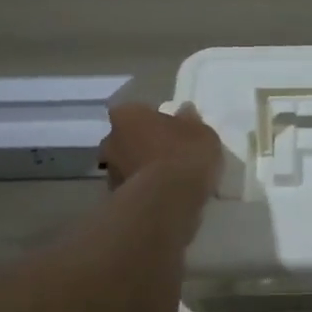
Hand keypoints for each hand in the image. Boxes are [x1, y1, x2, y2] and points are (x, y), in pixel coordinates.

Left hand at [100, 103, 224, 199]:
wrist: (169, 200)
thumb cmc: (184, 154)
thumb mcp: (201, 132)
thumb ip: (190, 121)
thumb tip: (184, 112)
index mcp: (127, 115)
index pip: (133, 112)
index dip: (150, 120)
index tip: (167, 129)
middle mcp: (111, 140)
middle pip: (125, 139)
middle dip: (141, 145)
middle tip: (166, 154)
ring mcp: (111, 172)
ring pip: (126, 165)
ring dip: (141, 170)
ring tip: (168, 180)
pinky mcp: (116, 199)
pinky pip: (132, 189)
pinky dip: (144, 191)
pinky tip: (164, 197)